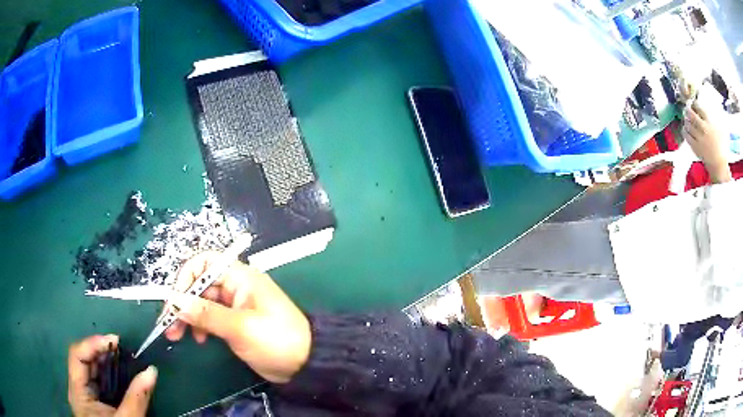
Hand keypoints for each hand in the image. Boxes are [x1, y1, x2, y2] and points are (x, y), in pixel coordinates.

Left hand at [68, 335, 156, 416]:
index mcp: (78, 391)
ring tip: (121, 356)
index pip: (77, 355)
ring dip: (105, 361)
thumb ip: (137, 398)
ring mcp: (83, 395)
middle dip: (101, 351)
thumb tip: (152, 371)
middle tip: (121, 347)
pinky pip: (96, 381)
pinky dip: (107, 373)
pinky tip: (118, 373)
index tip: (115, 340)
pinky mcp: (92, 402)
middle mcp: (77, 388)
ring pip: (90, 370)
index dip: (93, 343)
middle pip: (83, 359)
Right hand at [165, 252, 310, 383]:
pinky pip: (210, 318)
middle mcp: (235, 286)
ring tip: (177, 336)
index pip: (204, 264)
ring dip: (187, 316)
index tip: (174, 302)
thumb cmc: (277, 341)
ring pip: (201, 303)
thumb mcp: (241, 328)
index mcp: (240, 277)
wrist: (306, 364)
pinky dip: (200, 326)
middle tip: (169, 325)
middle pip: (199, 285)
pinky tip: (200, 340)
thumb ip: (207, 314)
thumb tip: (176, 302)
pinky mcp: (234, 323)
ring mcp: (234, 305)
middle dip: (181, 303)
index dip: (185, 279)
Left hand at [683, 103, 731, 183]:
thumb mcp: (721, 130)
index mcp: (710, 123)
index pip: (699, 108)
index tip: (693, 103)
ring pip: (688, 124)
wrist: (719, 166)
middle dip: (687, 110)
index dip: (694, 104)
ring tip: (686, 119)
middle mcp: (703, 129)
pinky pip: (686, 136)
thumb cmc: (722, 148)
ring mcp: (699, 139)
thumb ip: (717, 119)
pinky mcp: (695, 147)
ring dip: (685, 120)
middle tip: (687, 109)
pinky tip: (685, 129)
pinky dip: (684, 131)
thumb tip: (715, 107)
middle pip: (691, 115)